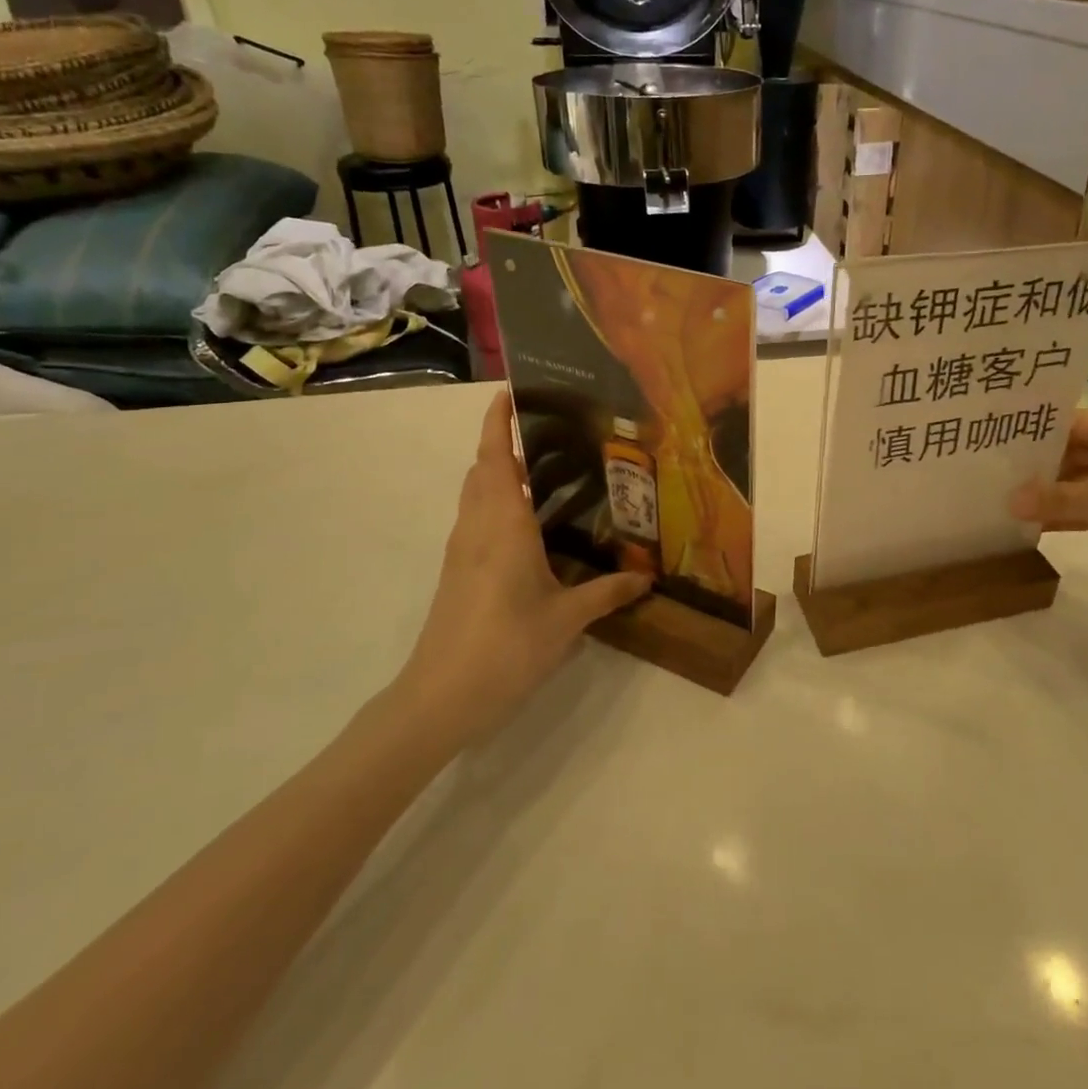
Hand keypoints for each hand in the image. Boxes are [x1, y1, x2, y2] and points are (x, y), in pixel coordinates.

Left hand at [393, 391, 648, 747]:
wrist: (440, 697)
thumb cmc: (506, 646)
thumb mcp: (567, 619)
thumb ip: (607, 593)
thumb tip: (647, 578)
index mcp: (504, 525)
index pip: (496, 458)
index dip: (499, 422)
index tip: (510, 391)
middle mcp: (478, 527)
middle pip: (483, 470)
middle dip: (505, 444)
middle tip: (549, 434)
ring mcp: (461, 551)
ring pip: (475, 495)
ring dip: (499, 474)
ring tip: (544, 473)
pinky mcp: (457, 573)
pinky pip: (475, 520)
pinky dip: (496, 504)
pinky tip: (528, 527)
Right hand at [1009, 406, 1087, 586]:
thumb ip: (1063, 499)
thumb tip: (1010, 502)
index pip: (1076, 424)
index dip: (1038, 438)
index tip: (998, 450)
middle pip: (1079, 452)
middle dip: (1042, 470)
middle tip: (997, 480)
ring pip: (1087, 480)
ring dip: (1057, 495)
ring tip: (1011, 504)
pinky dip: (1076, 513)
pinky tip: (1041, 525)